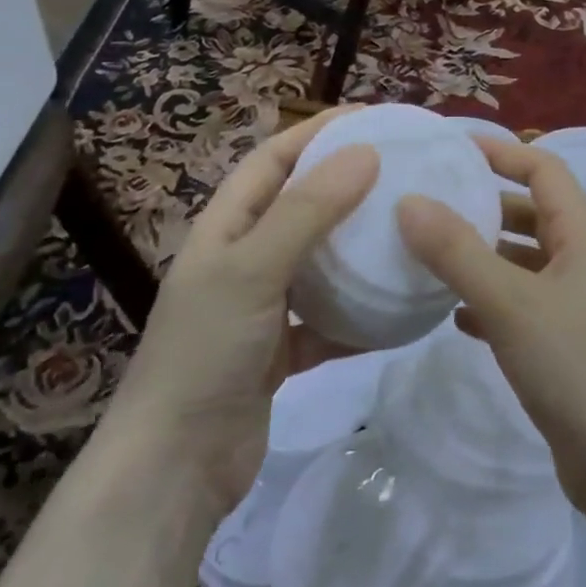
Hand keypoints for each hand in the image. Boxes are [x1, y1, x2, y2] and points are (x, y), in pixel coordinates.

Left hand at [106, 108, 378, 514]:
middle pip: (302, 206)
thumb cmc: (206, 352)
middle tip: (405, 172)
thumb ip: (308, 211)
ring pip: (320, 263)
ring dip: (358, 248)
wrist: (175, 467)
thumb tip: (365, 152)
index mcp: (226, 228)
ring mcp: (263, 307)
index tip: (374, 119)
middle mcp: (244, 260)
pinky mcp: (282, 351)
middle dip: (347, 184)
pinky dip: (360, 313)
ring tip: (410, 230)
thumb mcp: (254, 270)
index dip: (318, 132)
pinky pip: (330, 319)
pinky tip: (400, 308)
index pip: (274, 159)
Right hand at [396, 137, 585, 516]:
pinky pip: (522, 308)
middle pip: (534, 215)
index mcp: (584, 239)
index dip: (503, 152)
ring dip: (484, 256)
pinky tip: (454, 316)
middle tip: (431, 202)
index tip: (453, 146)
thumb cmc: (576, 369)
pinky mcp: (567, 349)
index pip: (546, 171)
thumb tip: (410, 201)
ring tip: (430, 255)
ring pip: (525, 264)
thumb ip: (458, 252)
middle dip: (487, 204)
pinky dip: (490, 303)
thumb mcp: (511, 304)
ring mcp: (578, 309)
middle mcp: (585, 265)